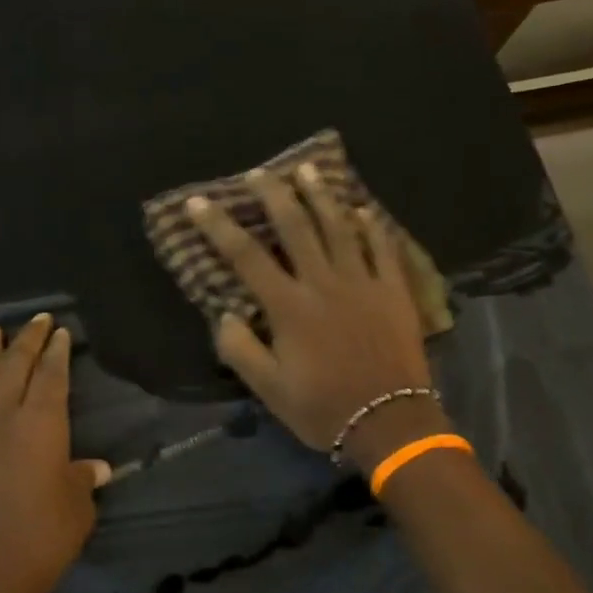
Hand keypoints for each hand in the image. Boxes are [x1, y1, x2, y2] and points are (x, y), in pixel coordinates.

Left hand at [0, 313, 111, 592]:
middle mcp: (4, 419)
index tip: (60, 332)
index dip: (57, 352)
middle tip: (36, 320)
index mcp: (42, 423)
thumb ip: (82, 481)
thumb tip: (95, 468)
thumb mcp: (76, 509)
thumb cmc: (41, 538)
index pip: (52, 376)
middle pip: (15, 369)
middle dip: (27, 341)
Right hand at [184, 163, 449, 471]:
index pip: (245, 256)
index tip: (198, 201)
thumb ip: (241, 350)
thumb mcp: (269, 390)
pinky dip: (372, 225)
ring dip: (321, 195)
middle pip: (295, 227)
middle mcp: (324, 283)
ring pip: (339, 227)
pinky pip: (383, 247)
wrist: (390, 423)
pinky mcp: (394, 291)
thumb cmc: (324, 408)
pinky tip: (363, 209)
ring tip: (307, 169)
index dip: (218, 226)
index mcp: (289, 307)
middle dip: (273, 195)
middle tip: (260, 172)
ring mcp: (363, 282)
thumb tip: (226, 314)